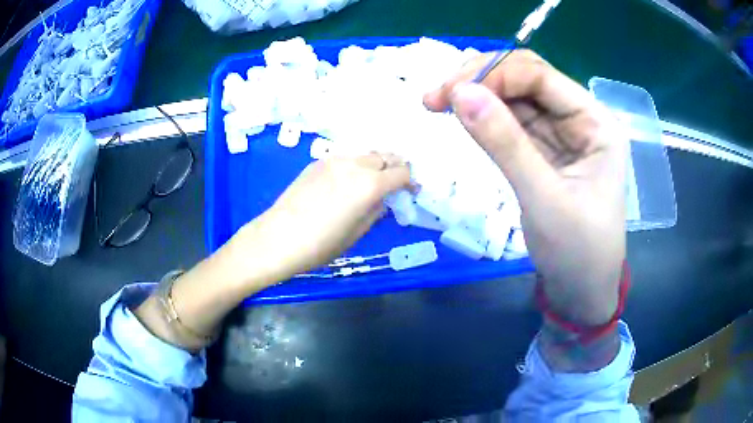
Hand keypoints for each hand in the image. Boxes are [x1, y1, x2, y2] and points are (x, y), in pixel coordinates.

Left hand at [236, 153, 411, 281]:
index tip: (412, 190)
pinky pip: (346, 157)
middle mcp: (355, 165)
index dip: (410, 181)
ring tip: (374, 178)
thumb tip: (383, 201)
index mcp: (369, 185)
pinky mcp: (317, 162)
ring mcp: (334, 160)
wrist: (277, 238)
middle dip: (395, 167)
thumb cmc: (320, 244)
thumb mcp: (356, 234)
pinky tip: (348, 179)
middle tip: (395, 183)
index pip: (401, 173)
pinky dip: (356, 164)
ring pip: (365, 153)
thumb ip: (375, 212)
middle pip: (385, 156)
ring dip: (376, 162)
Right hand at [424, 50, 627, 324]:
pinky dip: (483, 115)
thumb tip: (458, 94)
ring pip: (515, 96)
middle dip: (481, 79)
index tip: (449, 94)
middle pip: (526, 77)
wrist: (581, 291)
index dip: (493, 75)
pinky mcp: (543, 149)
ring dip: (477, 95)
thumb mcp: (544, 199)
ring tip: (437, 105)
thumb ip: (504, 144)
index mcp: (595, 123)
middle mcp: (579, 119)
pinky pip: (511, 120)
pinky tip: (460, 117)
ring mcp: (560, 133)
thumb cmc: (577, 252)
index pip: (540, 76)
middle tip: (436, 97)